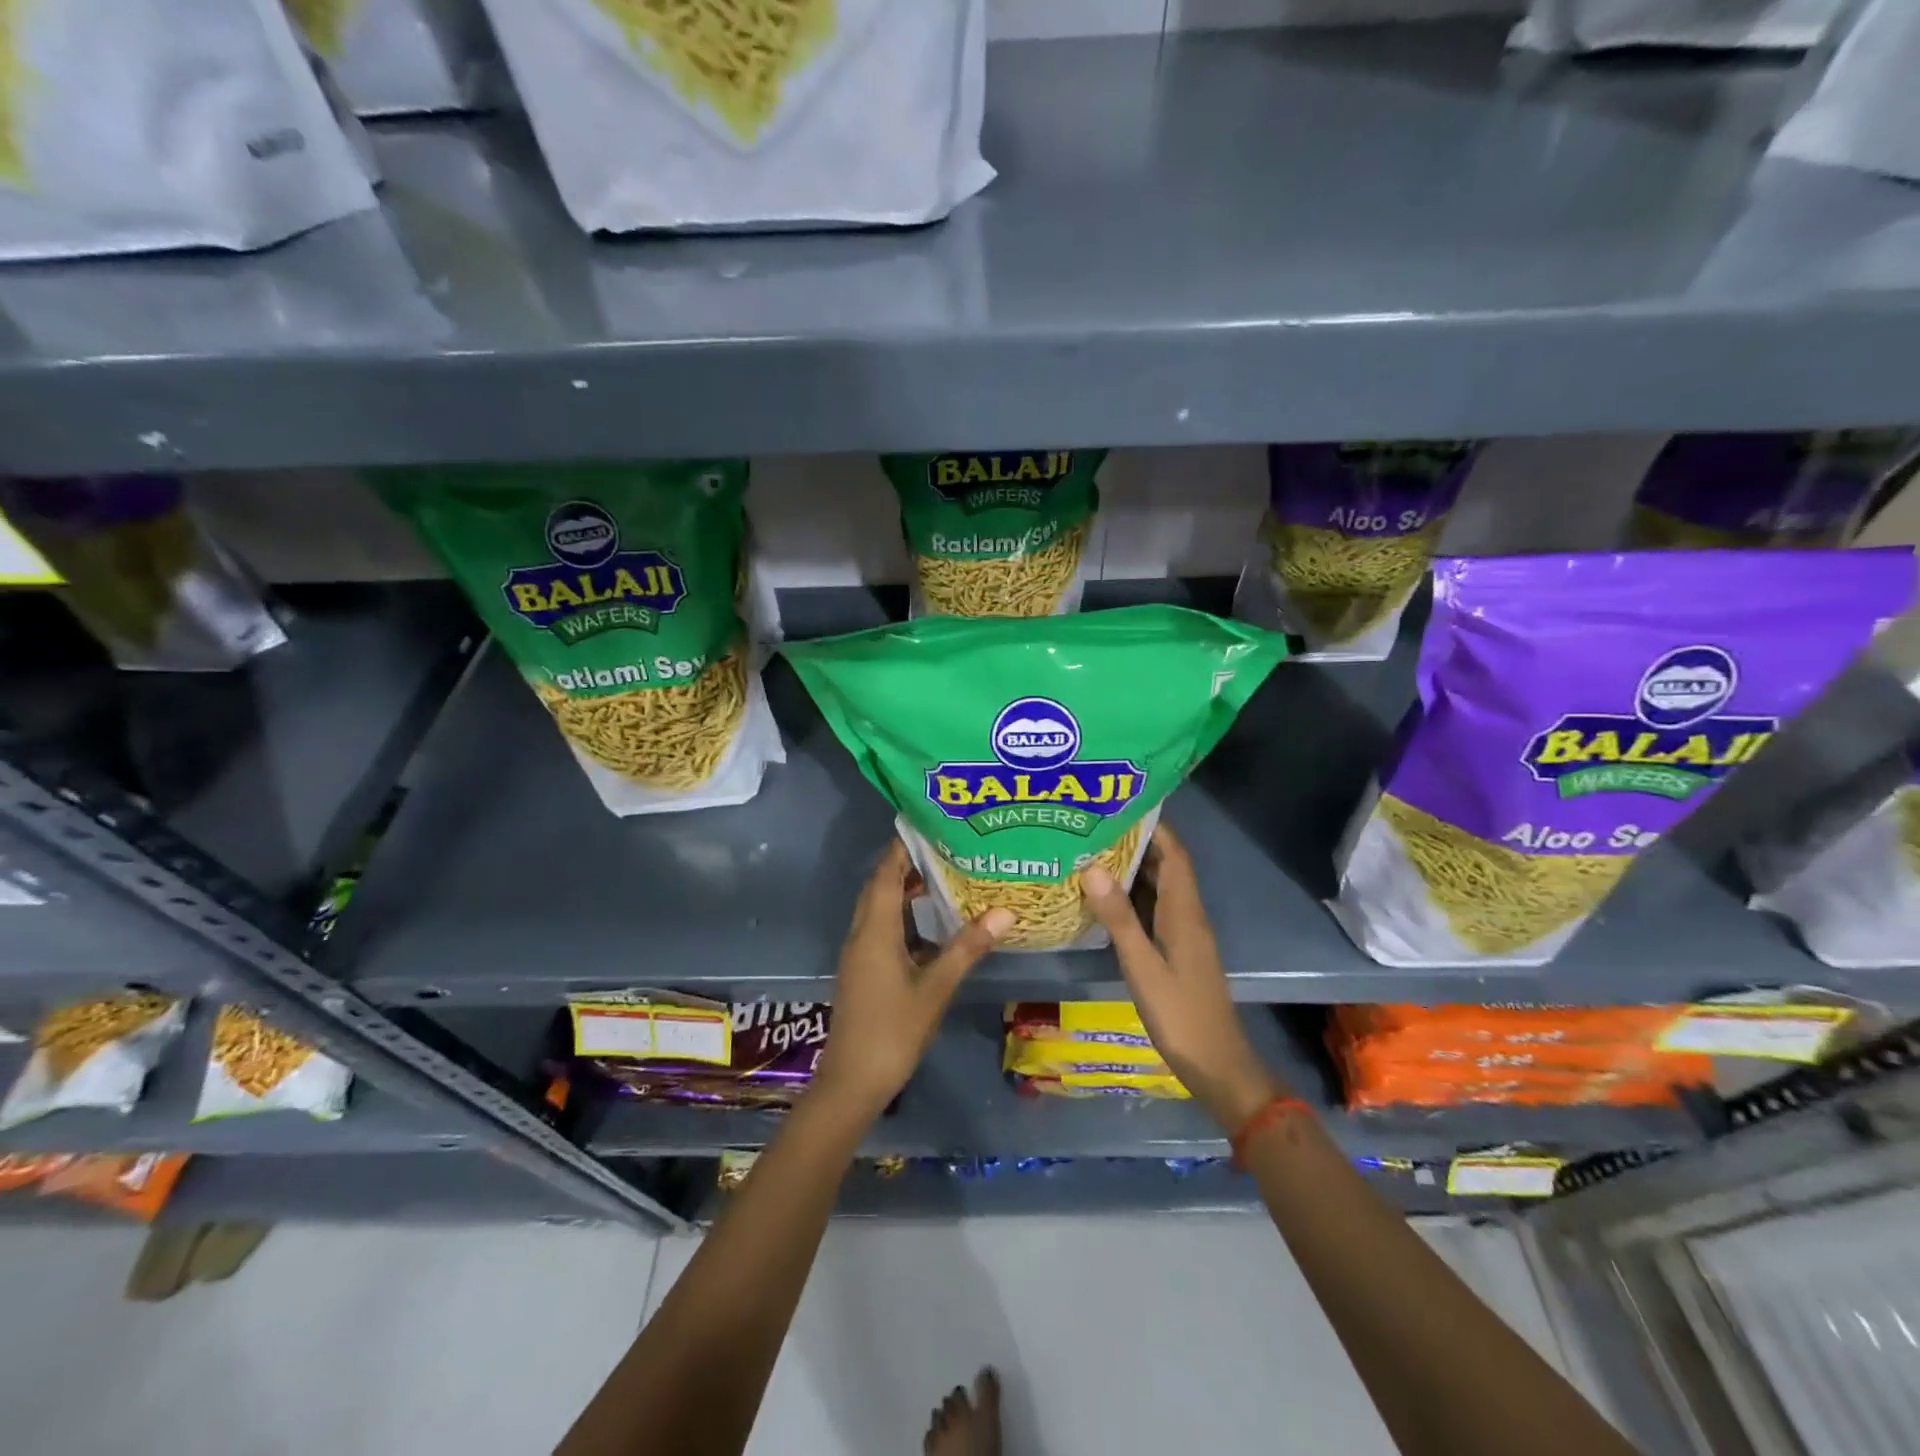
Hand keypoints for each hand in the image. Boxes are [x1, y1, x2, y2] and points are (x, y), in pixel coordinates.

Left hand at [813, 840, 1012, 1117]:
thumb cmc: (894, 1031)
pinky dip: (901, 915)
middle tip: (945, 846)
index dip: (903, 846)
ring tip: (942, 876)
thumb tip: (1005, 911)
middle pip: (880, 885)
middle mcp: (861, 933)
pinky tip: (929, 924)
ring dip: (903, 889)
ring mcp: (859, 952)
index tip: (929, 824)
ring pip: (878, 907)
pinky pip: (880, 927)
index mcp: (875, 929)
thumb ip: (968, 947)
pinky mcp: (862, 969)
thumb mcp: (936, 988)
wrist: (853, 1081)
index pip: (886, 873)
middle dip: (906, 863)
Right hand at [1079, 823, 1284, 1130]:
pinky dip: (1131, 898)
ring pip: (1157, 889)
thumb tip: (1092, 867)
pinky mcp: (1176, 950)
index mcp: (1184, 911)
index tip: (1120, 805)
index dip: (1154, 826)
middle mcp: (1187, 914)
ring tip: (1092, 852)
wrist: (1216, 1064)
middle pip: (1164, 866)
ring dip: (1131, 870)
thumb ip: (1119, 918)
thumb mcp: (1142, 966)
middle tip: (1093, 827)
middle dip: (1135, 843)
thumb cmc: (1180, 1014)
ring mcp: (1183, 933)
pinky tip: (1103, 899)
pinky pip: (1153, 910)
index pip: (1173, 854)